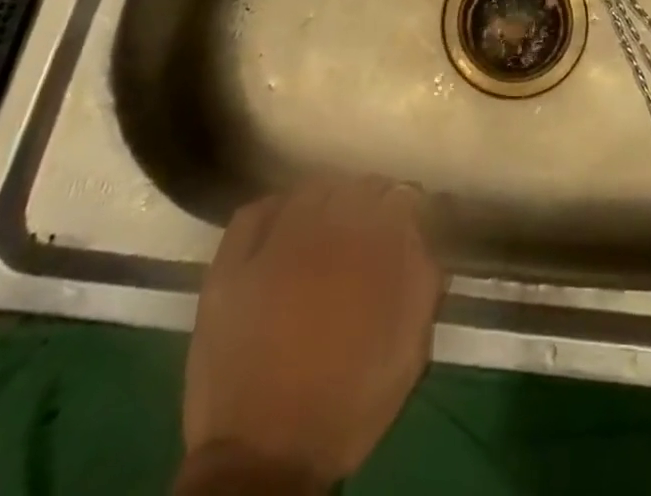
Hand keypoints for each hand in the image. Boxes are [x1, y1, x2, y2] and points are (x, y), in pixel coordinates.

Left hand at [178, 178, 444, 493]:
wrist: (262, 463)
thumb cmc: (346, 408)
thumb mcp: (407, 353)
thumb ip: (422, 283)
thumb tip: (422, 233)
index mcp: (370, 257)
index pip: (399, 198)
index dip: (408, 203)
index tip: (409, 215)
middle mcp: (323, 238)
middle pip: (355, 187)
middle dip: (371, 196)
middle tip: (372, 218)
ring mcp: (270, 249)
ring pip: (309, 191)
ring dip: (328, 197)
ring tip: (331, 217)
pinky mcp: (229, 268)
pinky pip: (255, 212)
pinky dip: (275, 207)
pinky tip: (285, 222)